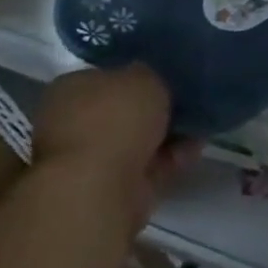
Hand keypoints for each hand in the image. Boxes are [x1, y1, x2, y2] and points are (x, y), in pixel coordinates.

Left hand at [34, 65, 199, 230]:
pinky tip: (194, 150)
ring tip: (198, 125)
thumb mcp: (142, 75)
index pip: (102, 78)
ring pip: (135, 142)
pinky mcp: (109, 192)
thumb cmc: (114, 118)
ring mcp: (88, 163)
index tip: (162, 77)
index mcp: (68, 91)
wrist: (99, 189)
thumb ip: (146, 75)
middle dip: (153, 111)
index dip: (133, 76)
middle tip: (184, 101)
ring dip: (166, 136)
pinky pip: (147, 168)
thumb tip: (146, 81)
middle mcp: (71, 126)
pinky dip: (170, 160)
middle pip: (120, 113)